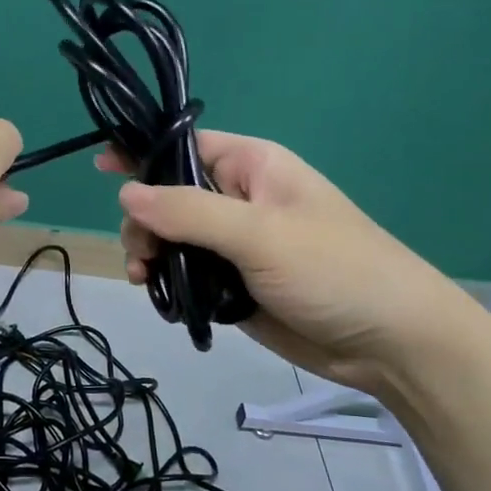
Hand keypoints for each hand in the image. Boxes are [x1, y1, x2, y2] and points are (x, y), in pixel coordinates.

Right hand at [102, 132, 480, 402]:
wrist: (390, 343)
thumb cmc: (333, 270)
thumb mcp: (260, 233)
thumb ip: (189, 212)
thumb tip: (125, 193)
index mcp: (252, 167)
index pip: (185, 146)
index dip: (143, 153)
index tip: (100, 167)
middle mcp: (240, 200)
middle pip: (169, 197)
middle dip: (145, 222)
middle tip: (142, 254)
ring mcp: (236, 245)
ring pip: (173, 240)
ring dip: (152, 255)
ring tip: (146, 280)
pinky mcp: (235, 285)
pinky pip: (188, 275)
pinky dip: (170, 284)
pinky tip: (164, 300)